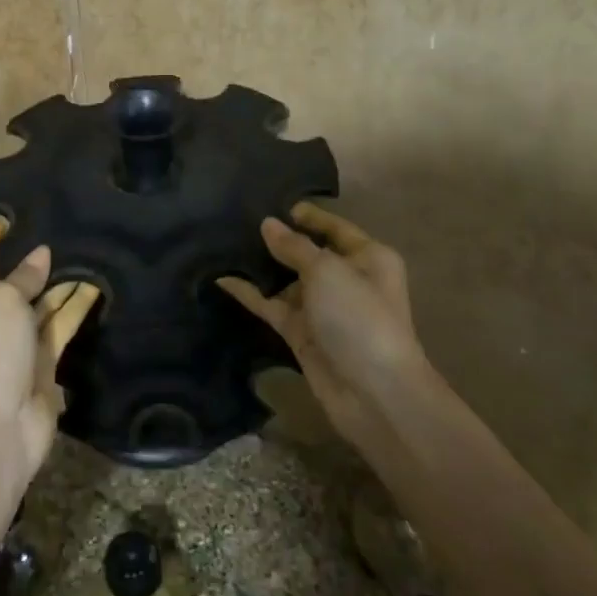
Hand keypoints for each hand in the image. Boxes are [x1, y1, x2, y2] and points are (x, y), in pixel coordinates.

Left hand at [0, 224, 100, 483]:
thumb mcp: (0, 304)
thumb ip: (23, 277)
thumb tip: (41, 254)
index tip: (6, 225)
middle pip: (4, 289)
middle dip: (28, 266)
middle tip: (56, 235)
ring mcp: (10, 351)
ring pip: (35, 309)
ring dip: (56, 285)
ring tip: (83, 253)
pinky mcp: (39, 368)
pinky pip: (57, 330)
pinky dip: (72, 310)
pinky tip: (95, 286)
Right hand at [219, 202, 436, 453]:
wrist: (374, 393)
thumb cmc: (359, 317)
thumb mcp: (327, 271)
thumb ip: (294, 246)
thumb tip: (268, 224)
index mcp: (368, 257)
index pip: (334, 227)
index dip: (307, 215)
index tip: (272, 203)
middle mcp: (346, 279)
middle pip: (307, 252)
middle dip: (277, 239)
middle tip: (238, 219)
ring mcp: (322, 307)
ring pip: (286, 279)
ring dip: (260, 266)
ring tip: (223, 243)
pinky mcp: (301, 332)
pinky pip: (272, 305)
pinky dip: (250, 294)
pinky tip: (222, 278)